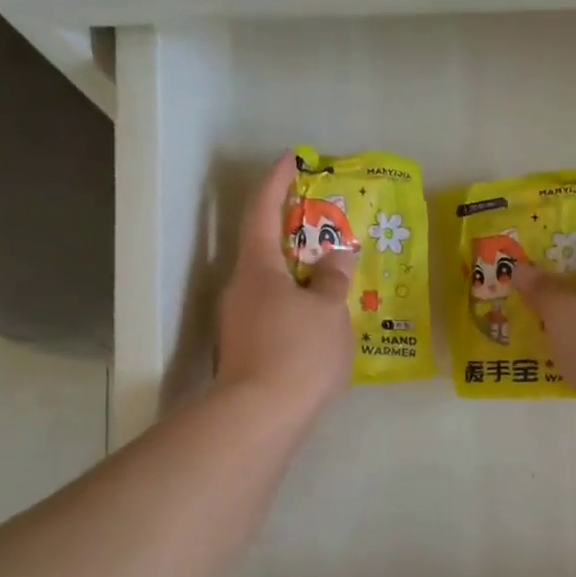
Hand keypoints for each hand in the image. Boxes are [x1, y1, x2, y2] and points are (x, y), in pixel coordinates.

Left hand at [215, 153, 357, 418]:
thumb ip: (333, 279)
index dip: (276, 182)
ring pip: (271, 287)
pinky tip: (320, 324)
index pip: (262, 211)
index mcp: (257, 268)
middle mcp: (240, 289)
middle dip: (294, 236)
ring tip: (334, 281)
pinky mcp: (244, 351)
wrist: (259, 417)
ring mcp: (238, 322)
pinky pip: (274, 314)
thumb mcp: (328, 312)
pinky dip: (296, 308)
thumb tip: (337, 255)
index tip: (290, 159)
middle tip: (328, 230)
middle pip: (265, 250)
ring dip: (298, 277)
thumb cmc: (297, 352)